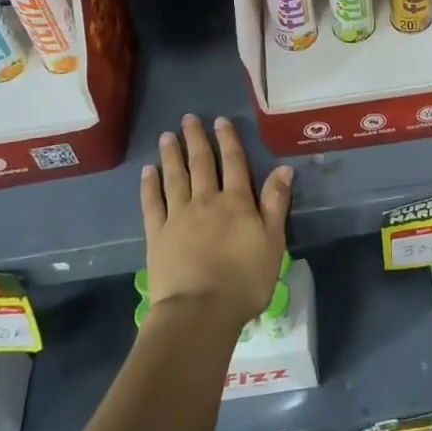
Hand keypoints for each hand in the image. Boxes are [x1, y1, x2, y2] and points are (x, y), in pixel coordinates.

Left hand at [140, 115, 291, 327]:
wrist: (199, 311)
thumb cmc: (244, 280)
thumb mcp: (273, 242)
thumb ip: (276, 204)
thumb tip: (283, 169)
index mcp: (237, 202)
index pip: (234, 163)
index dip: (228, 140)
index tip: (220, 121)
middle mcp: (207, 201)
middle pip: (202, 164)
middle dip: (196, 139)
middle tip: (189, 118)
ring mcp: (178, 216)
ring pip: (175, 177)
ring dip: (172, 155)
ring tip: (166, 136)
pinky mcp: (157, 235)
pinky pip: (152, 203)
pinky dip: (150, 185)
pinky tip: (148, 171)